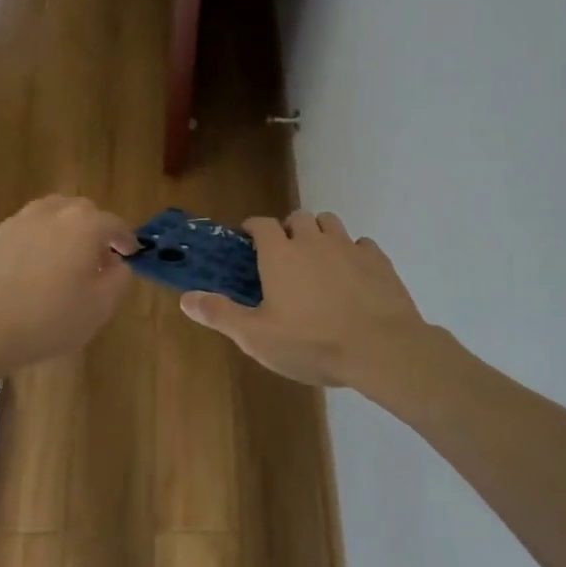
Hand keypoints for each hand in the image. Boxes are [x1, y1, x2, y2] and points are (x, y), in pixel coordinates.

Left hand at [0, 196, 138, 376]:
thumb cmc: (49, 319)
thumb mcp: (100, 306)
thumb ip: (120, 278)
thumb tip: (117, 263)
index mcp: (84, 224)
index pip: (115, 224)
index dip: (126, 239)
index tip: (130, 254)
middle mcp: (52, 212)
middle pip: (83, 212)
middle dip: (95, 230)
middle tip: (99, 258)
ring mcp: (19, 220)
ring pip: (52, 215)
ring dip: (66, 231)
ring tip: (67, 259)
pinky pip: (28, 229)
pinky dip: (40, 240)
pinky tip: (36, 268)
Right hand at [180, 212, 430, 388]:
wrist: (380, 348)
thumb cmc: (312, 343)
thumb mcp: (257, 337)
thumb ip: (220, 314)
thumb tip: (185, 297)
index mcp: (280, 254)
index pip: (261, 224)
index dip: (253, 228)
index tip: (248, 239)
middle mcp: (313, 241)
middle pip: (298, 218)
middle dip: (288, 229)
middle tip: (285, 255)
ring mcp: (349, 247)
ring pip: (331, 223)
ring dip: (320, 233)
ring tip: (318, 259)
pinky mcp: (378, 260)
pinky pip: (361, 243)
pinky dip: (353, 252)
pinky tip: (352, 274)